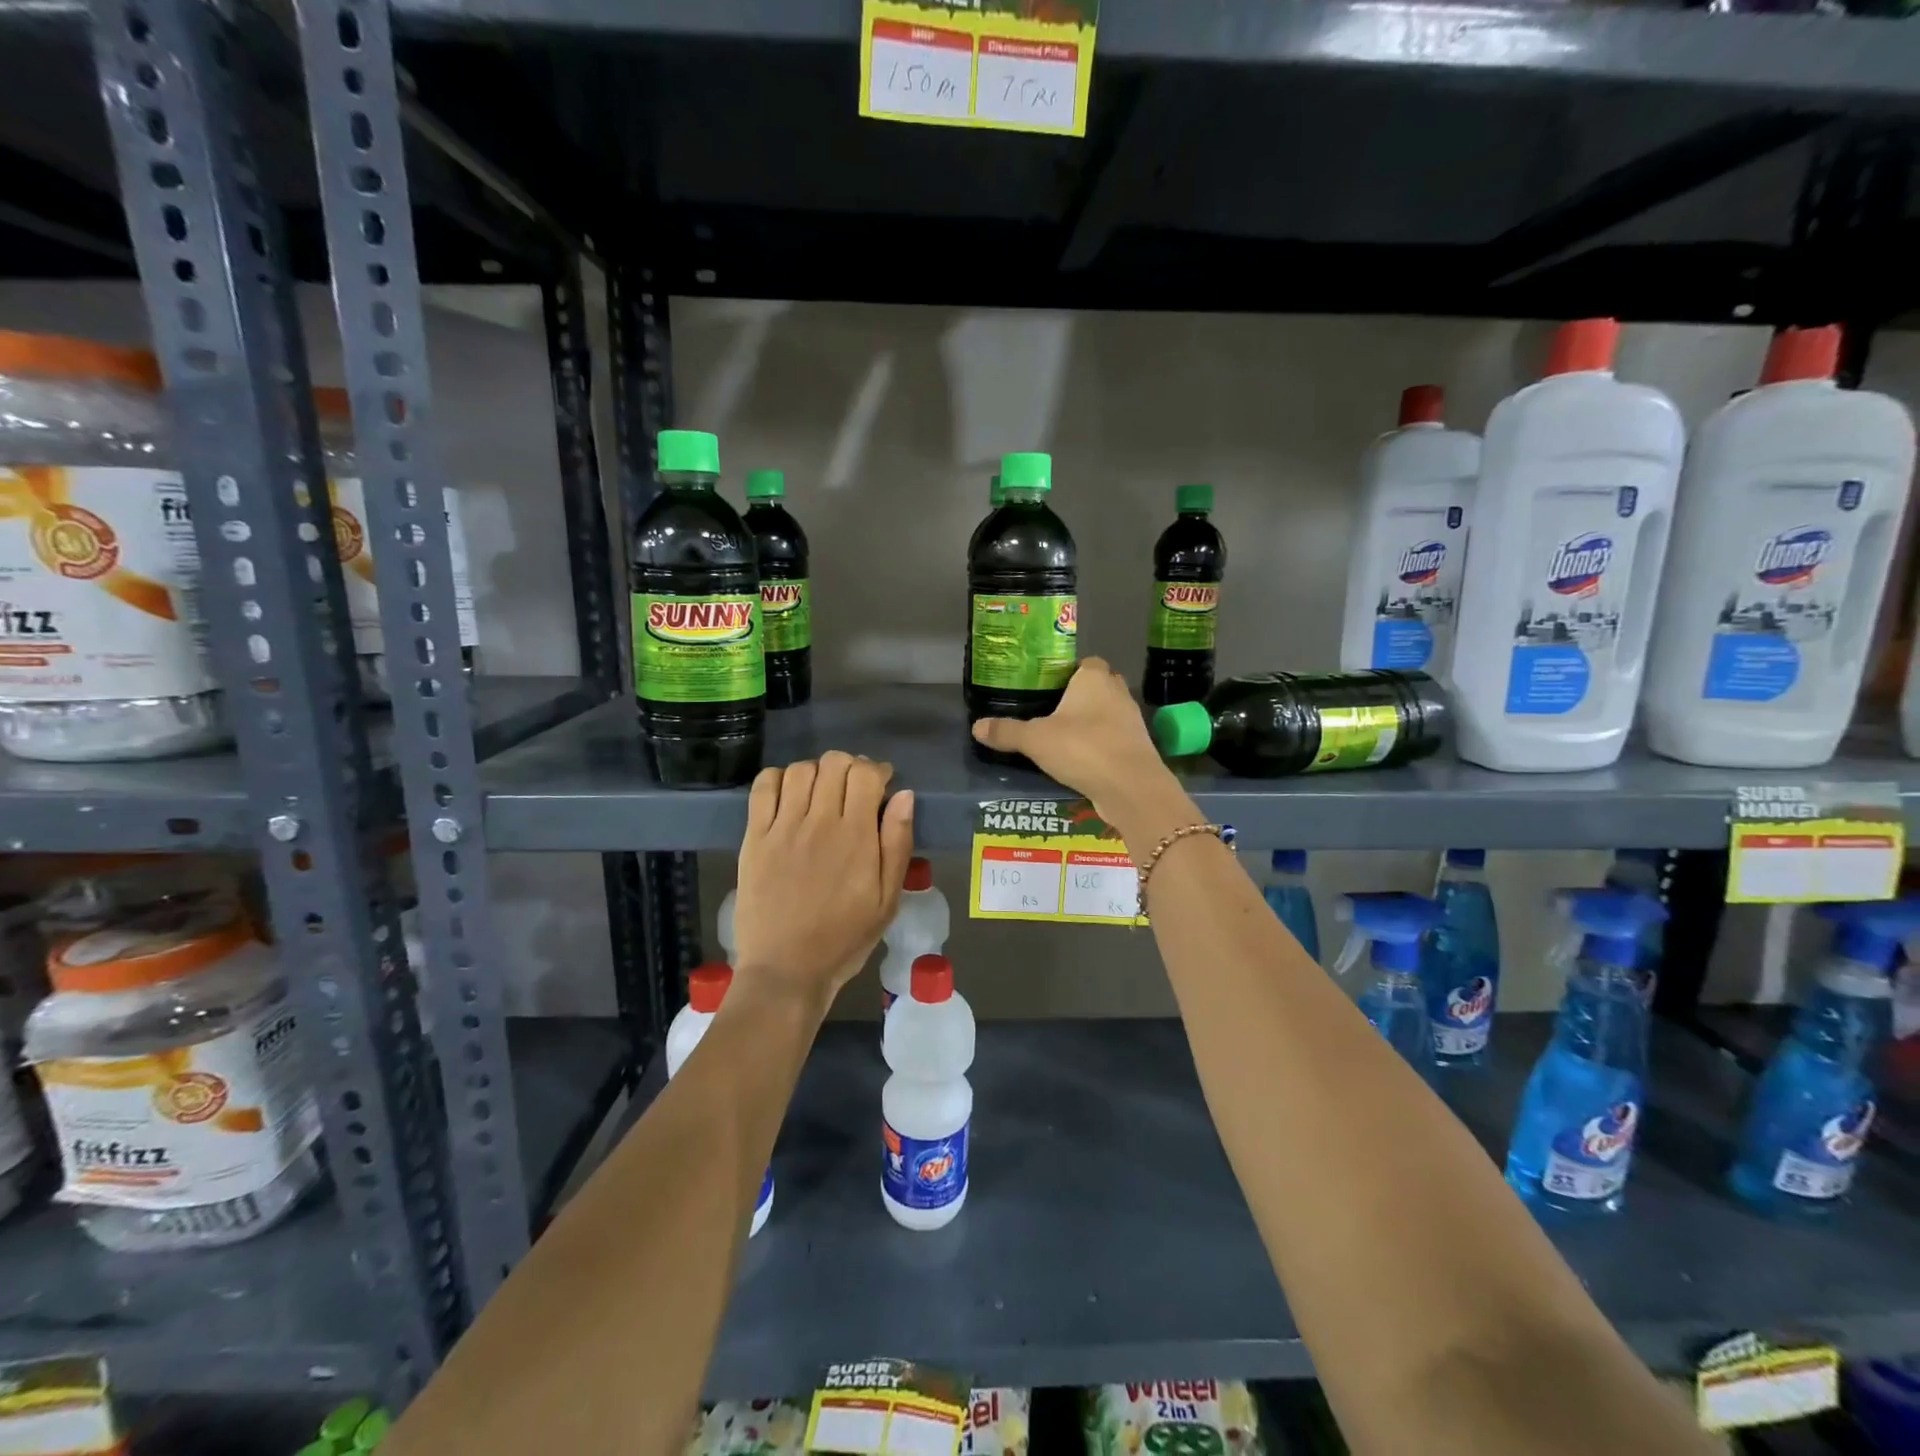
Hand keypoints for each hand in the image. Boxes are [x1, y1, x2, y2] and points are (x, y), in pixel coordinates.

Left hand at [731, 752, 914, 1014]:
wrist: (786, 970)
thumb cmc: (844, 938)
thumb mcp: (887, 899)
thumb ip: (897, 843)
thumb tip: (904, 796)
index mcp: (855, 836)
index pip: (864, 773)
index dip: (876, 770)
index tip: (880, 785)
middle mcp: (819, 822)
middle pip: (834, 763)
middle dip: (850, 766)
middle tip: (853, 789)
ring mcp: (782, 828)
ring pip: (800, 769)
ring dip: (817, 771)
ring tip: (822, 792)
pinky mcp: (755, 837)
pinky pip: (763, 787)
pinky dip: (779, 778)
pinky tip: (789, 795)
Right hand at [970, 658, 1171, 810]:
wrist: (1131, 787)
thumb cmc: (1082, 748)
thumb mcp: (1035, 740)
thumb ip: (1006, 732)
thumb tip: (976, 727)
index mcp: (1094, 678)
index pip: (1085, 662)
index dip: (1068, 672)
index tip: (1047, 687)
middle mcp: (1117, 692)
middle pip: (1098, 686)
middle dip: (1079, 697)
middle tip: (1051, 712)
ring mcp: (1131, 720)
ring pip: (1108, 713)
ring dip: (1091, 723)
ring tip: (1062, 738)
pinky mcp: (1137, 747)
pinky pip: (1114, 739)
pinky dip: (1100, 746)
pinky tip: (1080, 760)